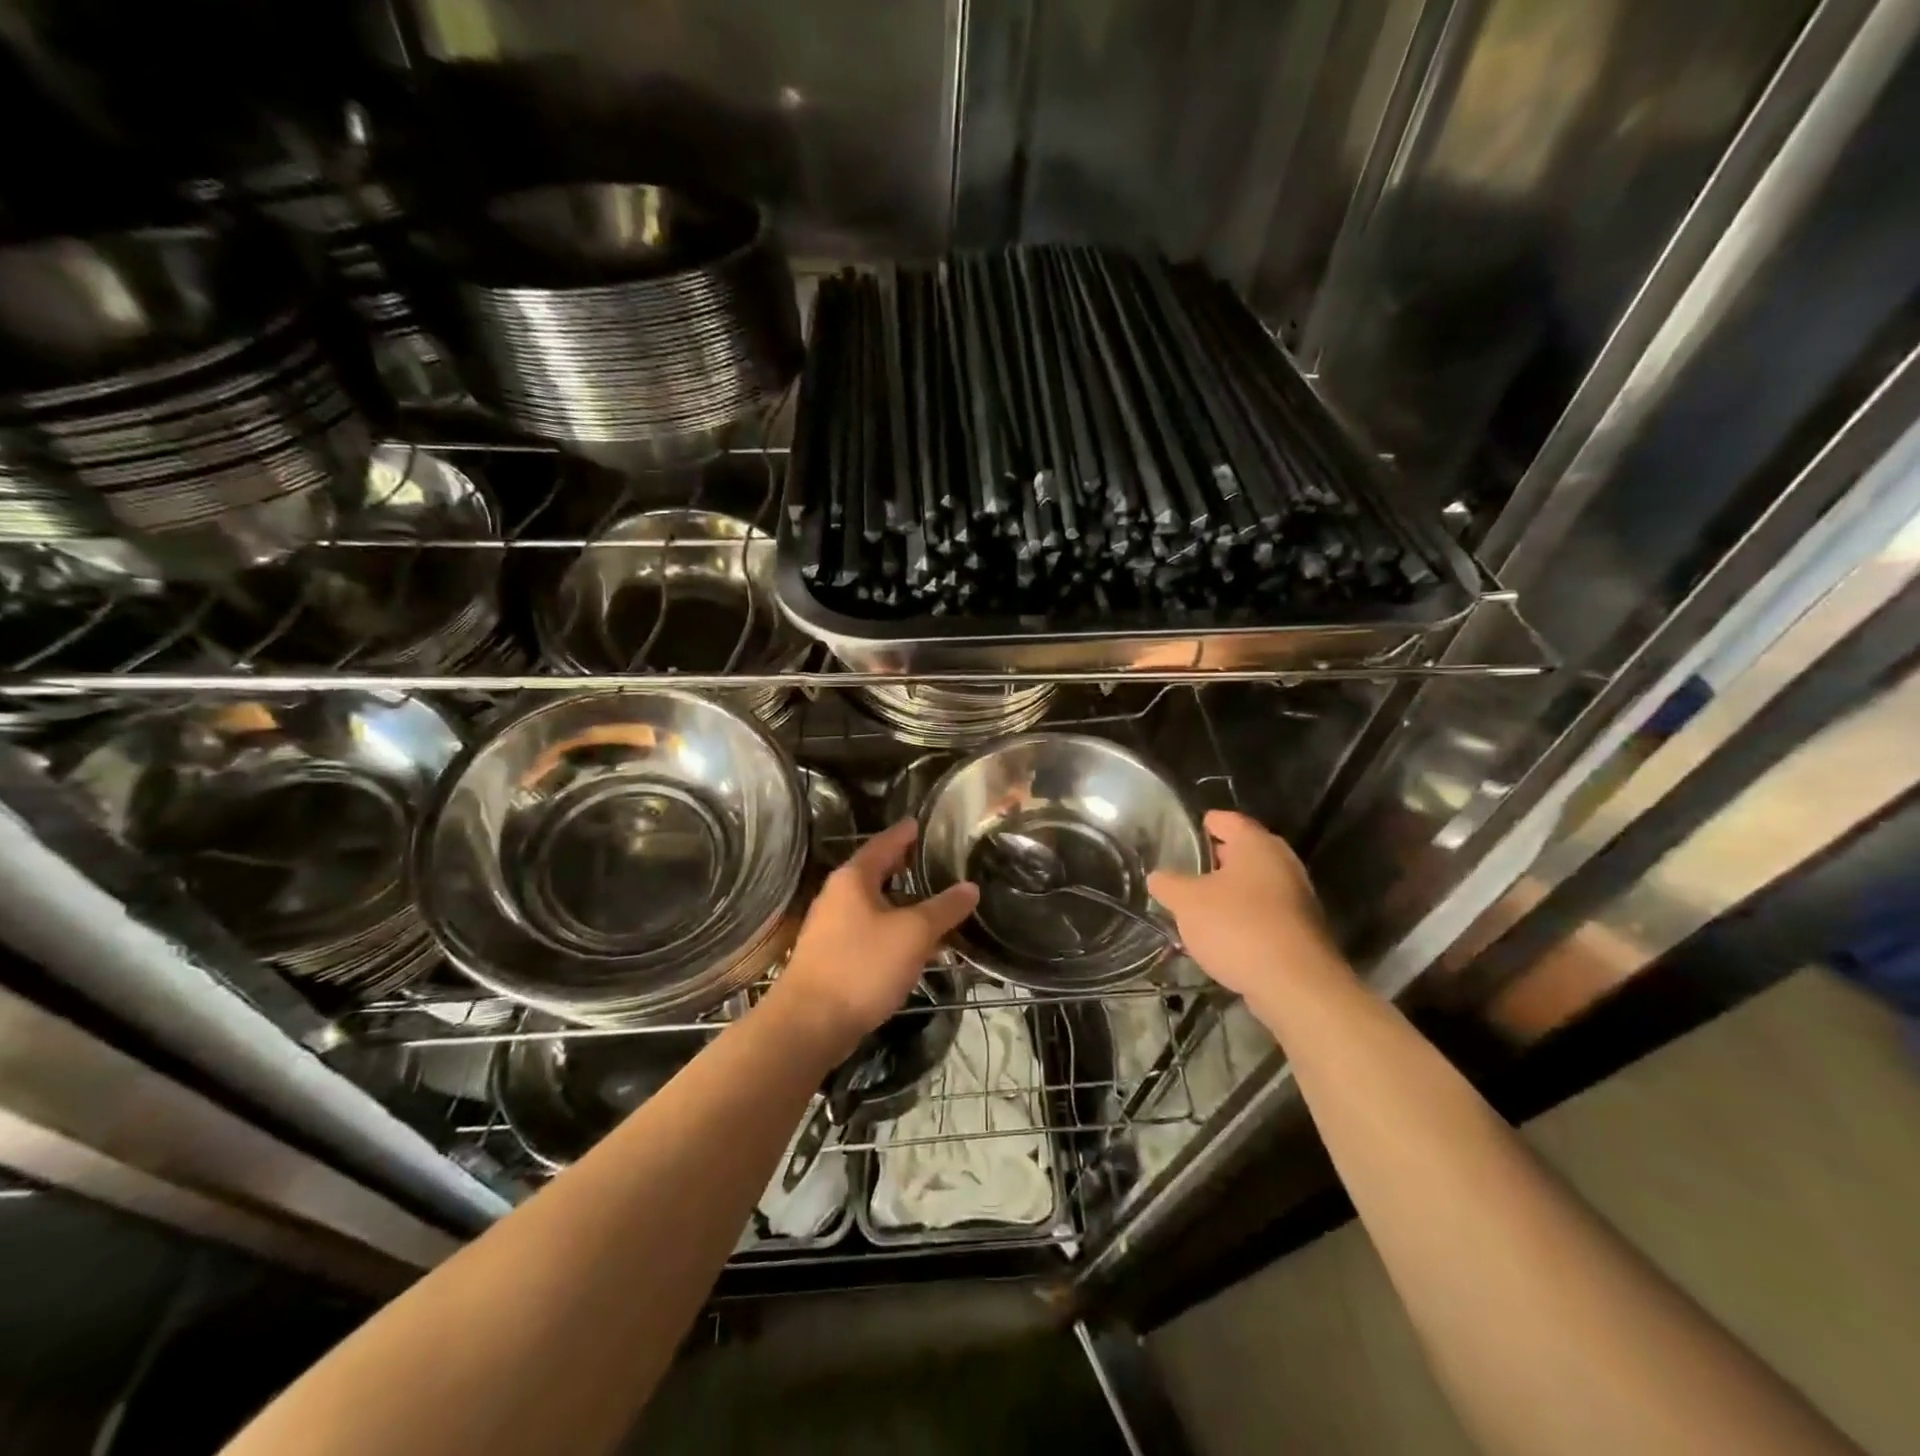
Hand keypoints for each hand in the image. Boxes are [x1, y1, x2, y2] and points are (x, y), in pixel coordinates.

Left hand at [768, 819, 978, 1059]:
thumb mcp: (913, 934)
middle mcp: (839, 895)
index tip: (927, 823)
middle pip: (879, 872)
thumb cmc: (862, 966)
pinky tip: (918, 947)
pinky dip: (895, 931)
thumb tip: (970, 887)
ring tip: (939, 906)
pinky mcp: (833, 956)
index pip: (885, 842)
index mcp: (854, 878)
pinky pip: (871, 932)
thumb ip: (944, 908)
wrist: (809, 1024)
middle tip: (941, 863)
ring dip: (906, 905)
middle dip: (909, 868)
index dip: (908, 832)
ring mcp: (832, 927)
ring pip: (877, 905)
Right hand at [1147, 811, 1348, 1005]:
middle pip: (1243, 851)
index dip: (1203, 824)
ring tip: (1198, 905)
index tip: (1182, 834)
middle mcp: (1282, 863)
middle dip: (1215, 860)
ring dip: (1230, 892)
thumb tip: (1157, 877)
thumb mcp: (1187, 903)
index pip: (1227, 820)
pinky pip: (1265, 913)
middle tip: (1185, 871)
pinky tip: (1223, 935)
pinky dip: (1244, 917)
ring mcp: (1297, 897)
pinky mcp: (1301, 930)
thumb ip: (1169, 884)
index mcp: (1256, 844)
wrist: (1295, 984)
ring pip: (1255, 884)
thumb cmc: (1237, 927)